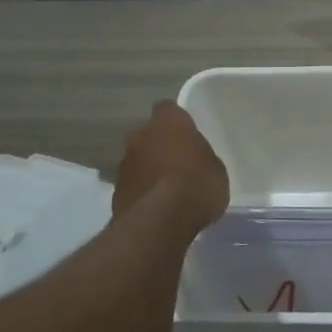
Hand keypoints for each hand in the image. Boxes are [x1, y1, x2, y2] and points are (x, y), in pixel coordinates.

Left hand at [113, 101, 228, 232]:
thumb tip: (194, 160)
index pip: (168, 109)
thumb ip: (201, 157)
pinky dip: (142, 191)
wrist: (159, 222)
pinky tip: (156, 207)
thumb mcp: (216, 169)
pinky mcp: (115, 191)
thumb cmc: (196, 185)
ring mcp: (124, 163)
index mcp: (168, 122)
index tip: (188, 135)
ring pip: (138, 159)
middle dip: (159, 145)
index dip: (178, 122)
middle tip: (178, 163)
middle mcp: (140, 135)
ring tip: (167, 190)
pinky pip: (133, 184)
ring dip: (148, 169)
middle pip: (149, 134)